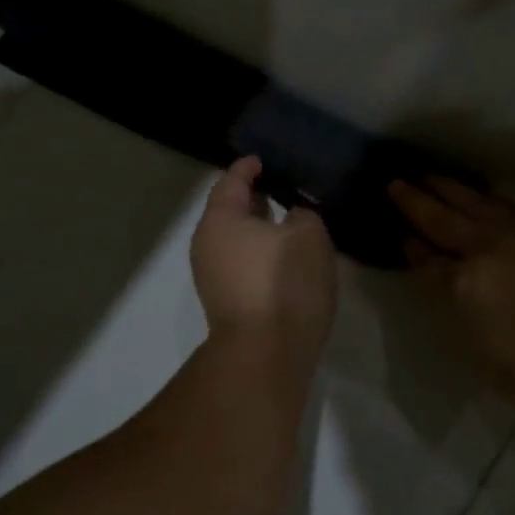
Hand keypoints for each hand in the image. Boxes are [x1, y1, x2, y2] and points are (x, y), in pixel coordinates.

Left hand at [192, 157, 337, 363]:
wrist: (265, 354)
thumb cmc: (284, 282)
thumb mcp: (308, 235)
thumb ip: (302, 214)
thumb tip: (292, 218)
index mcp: (220, 219)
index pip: (231, 181)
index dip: (247, 168)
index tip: (262, 160)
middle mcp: (206, 244)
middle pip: (228, 211)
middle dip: (251, 199)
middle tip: (278, 187)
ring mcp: (211, 276)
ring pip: (234, 240)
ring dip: (256, 228)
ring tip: (285, 221)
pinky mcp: (224, 302)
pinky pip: (240, 263)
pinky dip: (257, 252)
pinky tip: (281, 256)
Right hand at [388, 177, 514, 445]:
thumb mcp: (490, 364)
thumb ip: (463, 323)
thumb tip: (451, 296)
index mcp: (464, 288)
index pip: (425, 260)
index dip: (408, 246)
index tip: (397, 233)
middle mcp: (487, 251)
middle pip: (442, 219)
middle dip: (415, 201)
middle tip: (394, 183)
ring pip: (476, 203)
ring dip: (448, 189)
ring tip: (429, 176)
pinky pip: (509, 206)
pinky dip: (486, 198)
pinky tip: (482, 197)